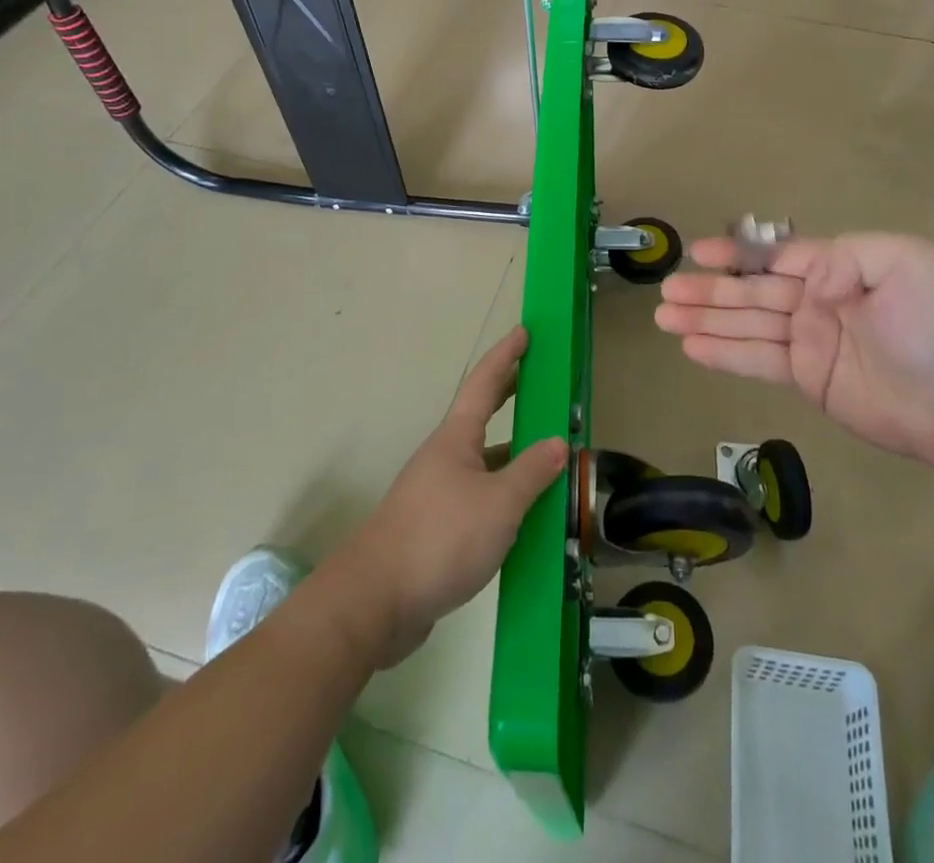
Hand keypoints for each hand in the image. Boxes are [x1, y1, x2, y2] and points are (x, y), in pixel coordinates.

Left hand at [332, 328, 566, 667]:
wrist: (375, 602)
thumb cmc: (440, 538)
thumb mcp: (499, 504)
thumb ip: (531, 473)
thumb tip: (558, 443)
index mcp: (456, 439)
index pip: (484, 383)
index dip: (506, 355)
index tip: (524, 331)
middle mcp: (445, 457)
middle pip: (481, 415)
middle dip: (509, 394)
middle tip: (538, 379)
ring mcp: (437, 493)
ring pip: (482, 461)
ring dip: (511, 453)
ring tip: (548, 454)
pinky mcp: (436, 528)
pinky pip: (479, 498)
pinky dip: (504, 495)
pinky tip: (525, 515)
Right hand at [655, 234, 933, 470]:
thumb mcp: (907, 264)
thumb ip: (845, 256)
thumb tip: (802, 278)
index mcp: (838, 269)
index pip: (776, 256)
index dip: (735, 254)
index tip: (697, 252)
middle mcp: (817, 301)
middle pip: (751, 292)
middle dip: (708, 290)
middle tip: (665, 291)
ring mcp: (810, 342)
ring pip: (746, 326)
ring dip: (705, 321)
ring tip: (664, 317)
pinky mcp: (808, 379)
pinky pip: (757, 361)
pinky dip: (724, 354)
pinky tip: (692, 348)